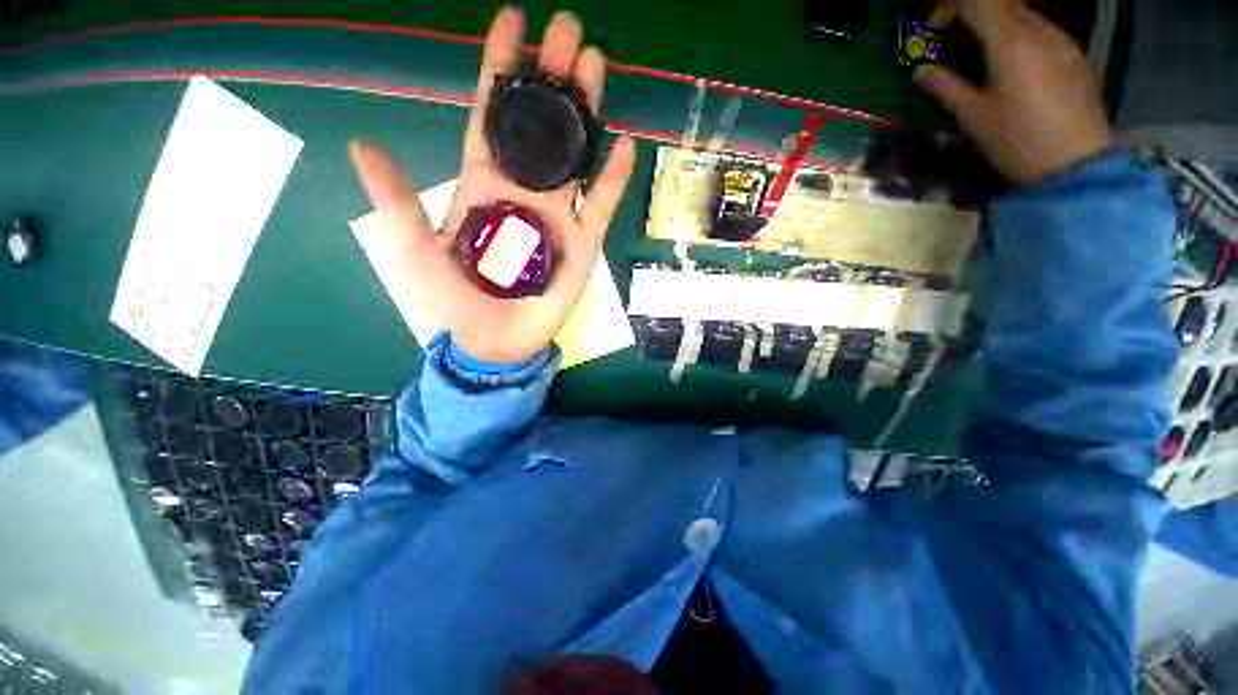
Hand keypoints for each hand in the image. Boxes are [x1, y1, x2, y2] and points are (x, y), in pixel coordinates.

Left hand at [349, 8, 635, 363]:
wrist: (495, 339)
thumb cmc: (454, 301)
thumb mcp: (414, 251)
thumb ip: (397, 202)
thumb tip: (362, 145)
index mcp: (483, 183)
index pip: (491, 117)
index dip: (500, 71)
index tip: (513, 23)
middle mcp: (524, 190)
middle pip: (541, 126)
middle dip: (552, 77)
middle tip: (569, 29)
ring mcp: (558, 215)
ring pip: (575, 156)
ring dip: (585, 114)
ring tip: (597, 66)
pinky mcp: (582, 242)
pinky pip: (600, 204)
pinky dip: (612, 177)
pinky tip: (623, 145)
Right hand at [914, 0, 1111, 186]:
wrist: (1075, 165)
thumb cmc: (1017, 142)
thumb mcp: (972, 117)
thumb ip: (945, 87)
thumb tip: (921, 70)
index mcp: (1011, 42)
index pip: (977, 0)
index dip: (949, 8)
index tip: (934, 33)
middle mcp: (1040, 30)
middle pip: (1001, 3)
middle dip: (972, 15)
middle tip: (953, 43)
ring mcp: (1062, 41)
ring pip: (1023, 15)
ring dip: (996, 26)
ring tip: (981, 57)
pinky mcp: (1075, 56)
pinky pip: (1041, 31)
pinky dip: (1019, 37)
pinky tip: (1013, 67)